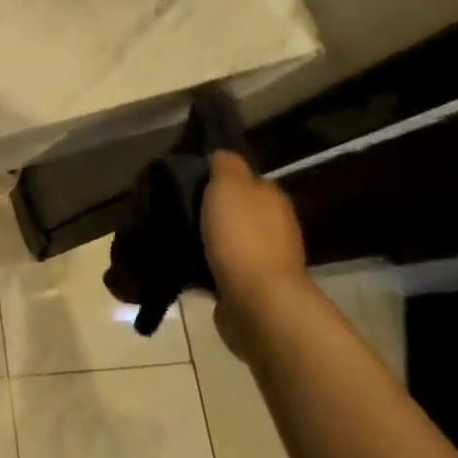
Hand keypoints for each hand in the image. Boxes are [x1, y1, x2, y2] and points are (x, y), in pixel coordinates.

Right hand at [200, 150, 308, 355]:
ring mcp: (268, 262)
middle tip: (181, 208)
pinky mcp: (254, 290)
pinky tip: (189, 265)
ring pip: (233, 241)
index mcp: (273, 199)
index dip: (224, 178)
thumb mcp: (229, 184)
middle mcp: (277, 228)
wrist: (257, 301)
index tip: (194, 180)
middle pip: (241, 211)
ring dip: (213, 241)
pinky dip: (211, 267)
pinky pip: (226, 269)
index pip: (249, 180)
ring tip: (179, 237)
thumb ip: (226, 164)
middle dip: (217, 211)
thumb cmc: (242, 235)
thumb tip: (223, 157)